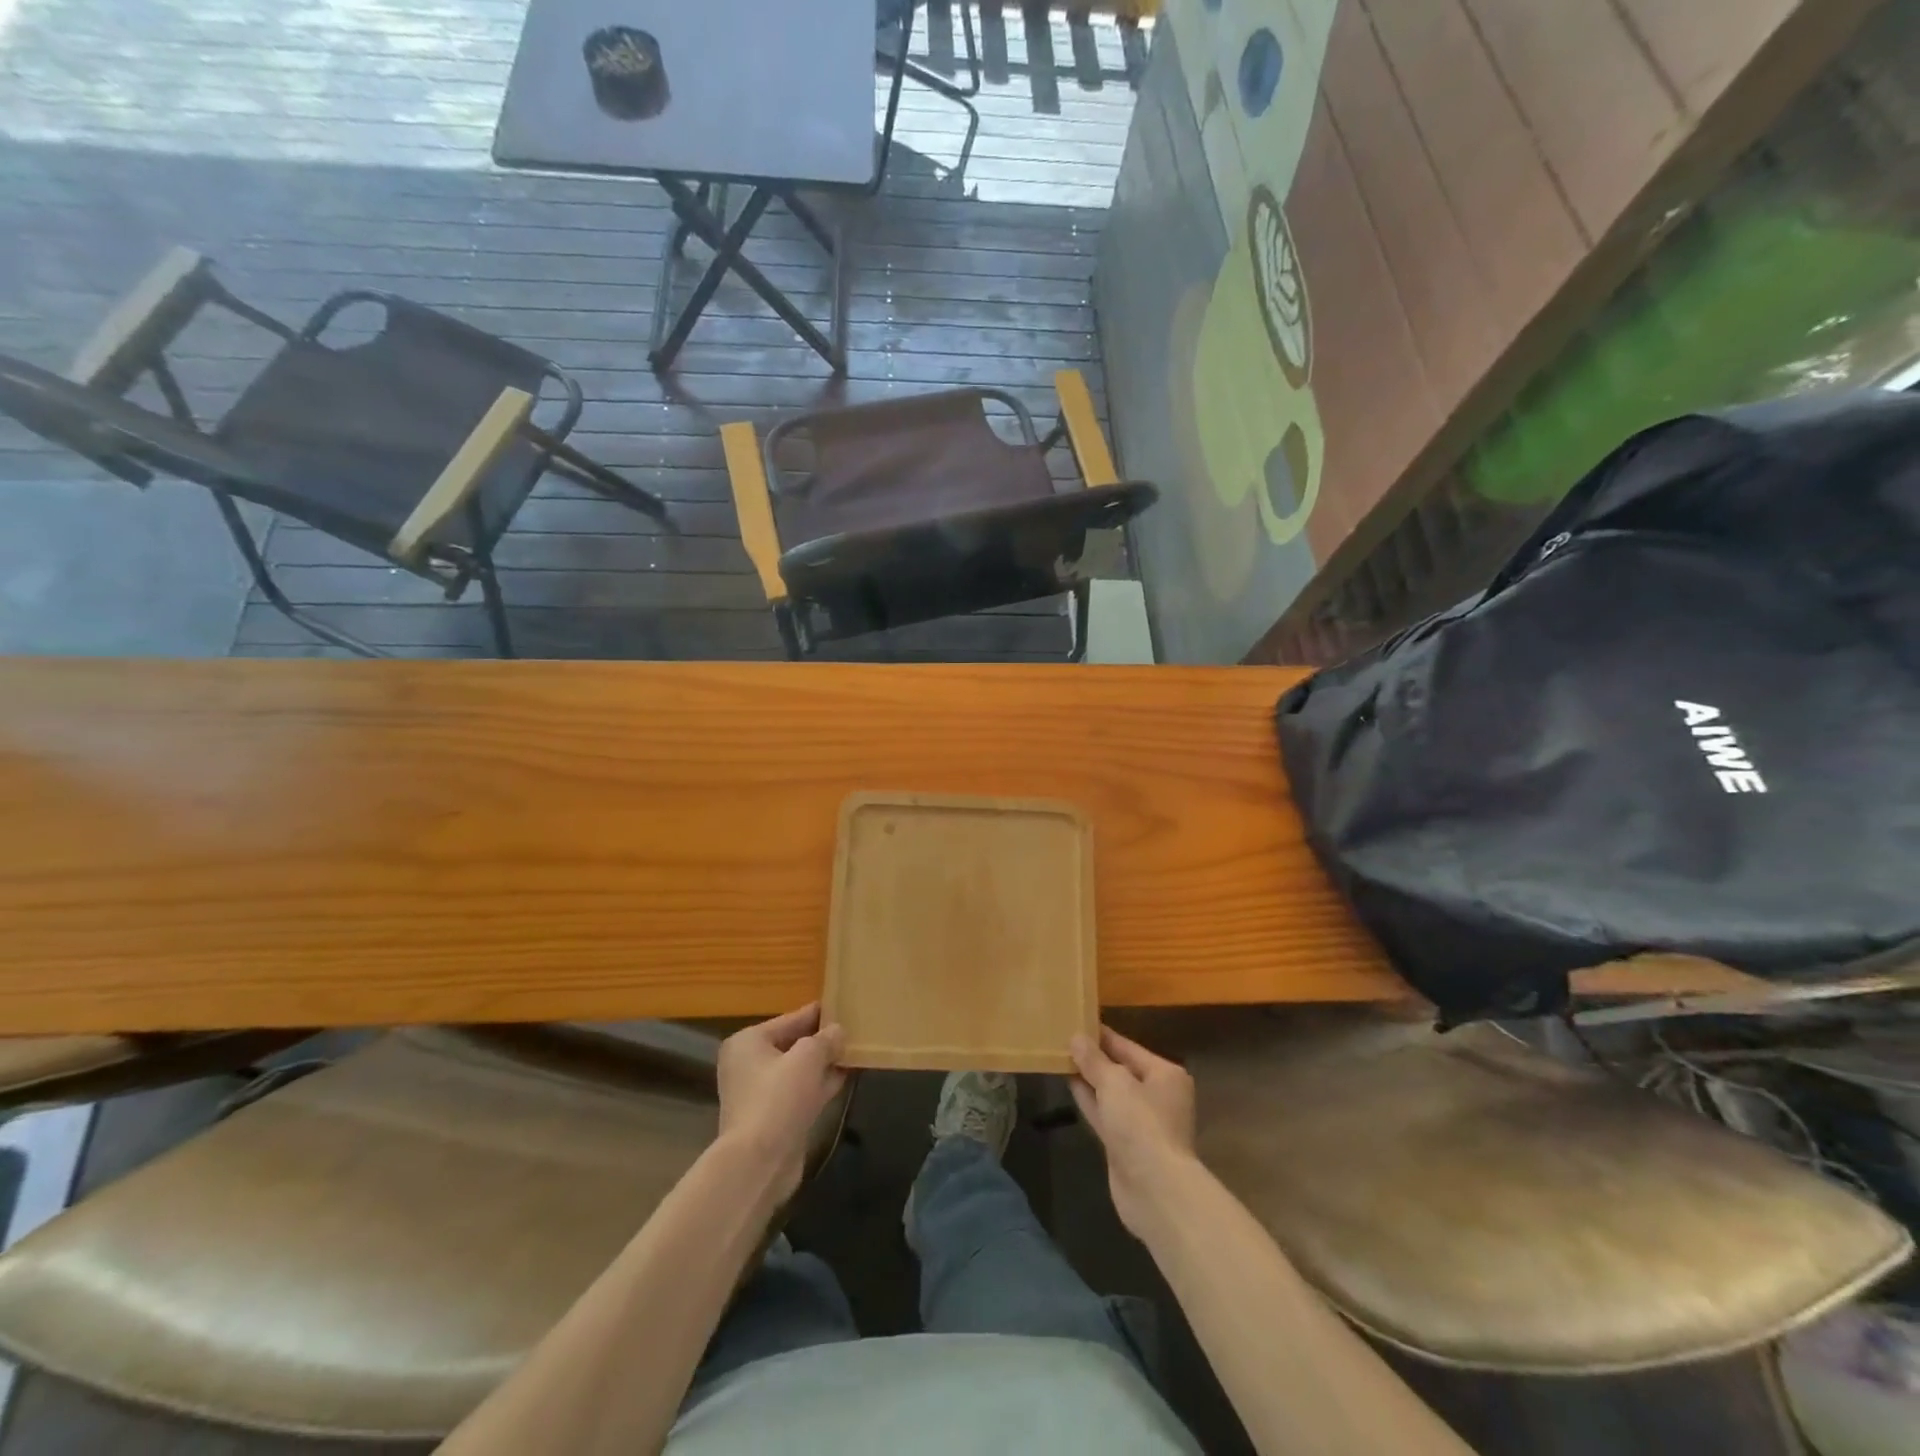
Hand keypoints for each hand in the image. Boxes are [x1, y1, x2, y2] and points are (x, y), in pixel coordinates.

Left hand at [717, 1004, 846, 1198]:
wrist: (759, 1164)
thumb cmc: (778, 1098)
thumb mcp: (808, 1057)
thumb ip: (826, 1039)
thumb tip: (838, 1032)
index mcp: (748, 1042)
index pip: (791, 1019)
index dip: (820, 1014)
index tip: (845, 1006)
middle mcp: (749, 1064)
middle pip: (794, 1044)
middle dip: (823, 1040)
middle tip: (855, 1030)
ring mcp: (761, 1093)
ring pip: (800, 1070)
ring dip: (825, 1063)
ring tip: (855, 1051)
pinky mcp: (774, 1118)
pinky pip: (801, 1092)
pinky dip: (820, 1085)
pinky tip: (846, 1077)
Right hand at [1070, 1026, 1196, 1237]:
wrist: (1154, 1189)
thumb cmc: (1141, 1124)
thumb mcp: (1114, 1083)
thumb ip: (1093, 1060)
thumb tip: (1077, 1038)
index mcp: (1164, 1074)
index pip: (1128, 1047)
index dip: (1102, 1035)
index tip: (1078, 1022)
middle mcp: (1157, 1095)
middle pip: (1121, 1069)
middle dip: (1094, 1058)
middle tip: (1064, 1039)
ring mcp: (1142, 1122)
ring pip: (1111, 1093)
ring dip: (1089, 1079)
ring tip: (1062, 1058)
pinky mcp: (1126, 1144)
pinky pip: (1105, 1113)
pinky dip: (1089, 1100)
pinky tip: (1069, 1085)